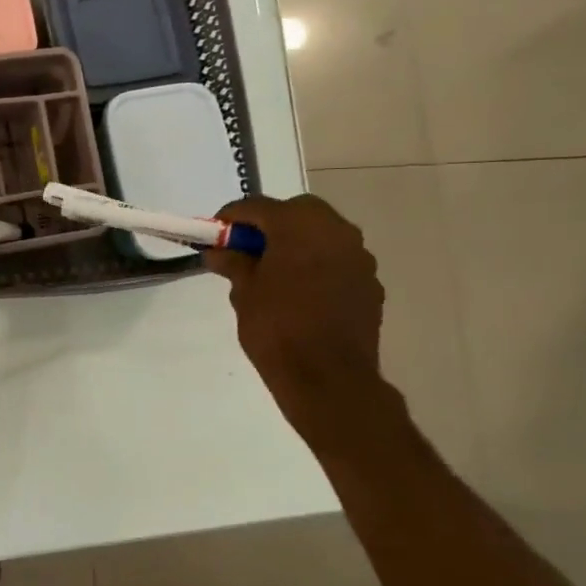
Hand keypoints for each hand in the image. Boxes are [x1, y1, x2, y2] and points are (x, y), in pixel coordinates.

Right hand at [204, 194, 388, 442]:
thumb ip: (233, 263)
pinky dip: (316, 265)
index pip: (257, 207)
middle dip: (270, 224)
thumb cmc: (277, 328)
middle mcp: (336, 230)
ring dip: (297, 244)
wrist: (328, 378)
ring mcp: (359, 256)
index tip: (215, 233)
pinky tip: (300, 292)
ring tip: (273, 271)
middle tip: (246, 249)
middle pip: (296, 212)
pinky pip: (337, 261)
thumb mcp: (243, 293)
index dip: (231, 217)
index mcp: (299, 225)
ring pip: (321, 235)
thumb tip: (218, 251)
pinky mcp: (369, 283)